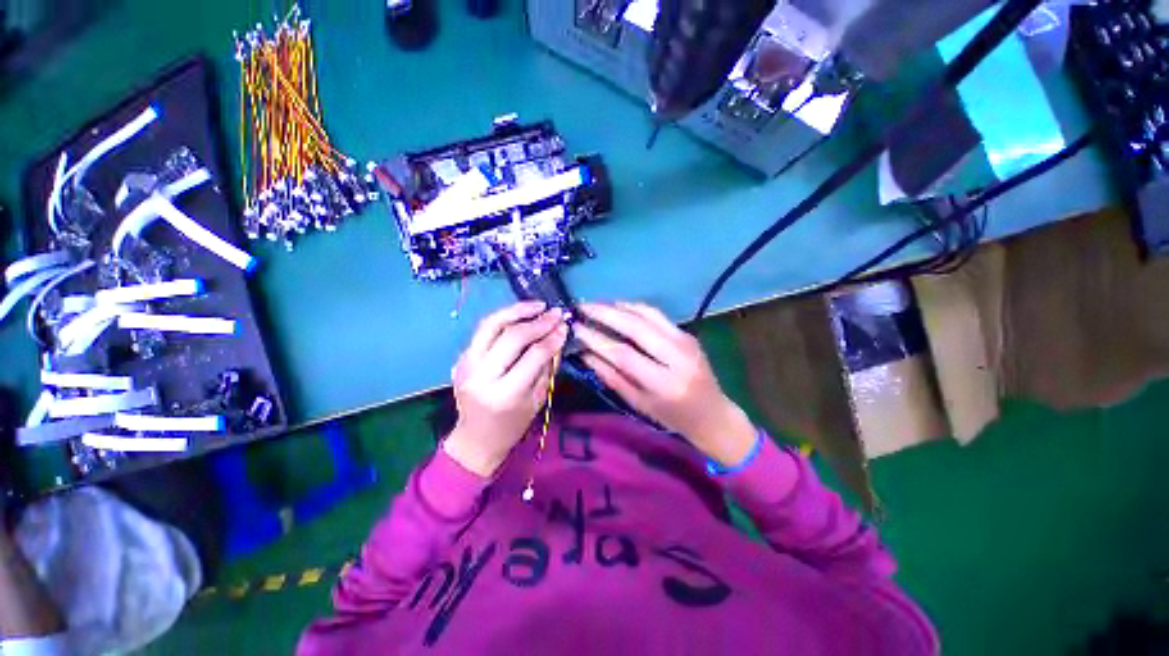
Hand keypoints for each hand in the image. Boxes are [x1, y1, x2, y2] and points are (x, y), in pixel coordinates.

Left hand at [443, 302, 568, 476]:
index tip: (564, 326)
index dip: (551, 338)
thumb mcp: (538, 400)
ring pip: (491, 325)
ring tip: (537, 305)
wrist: (475, 438)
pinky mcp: (461, 358)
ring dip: (516, 310)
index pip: (532, 356)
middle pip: (511, 336)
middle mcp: (481, 376)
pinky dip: (504, 319)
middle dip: (538, 322)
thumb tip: (557, 335)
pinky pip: (484, 331)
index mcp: (504, 394)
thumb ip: (547, 367)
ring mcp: (466, 364)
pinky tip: (521, 316)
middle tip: (556, 313)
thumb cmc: (512, 425)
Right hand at [575, 302, 755, 465]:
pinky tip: (617, 307)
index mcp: (664, 384)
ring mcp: (686, 341)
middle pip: (636, 326)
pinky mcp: (687, 333)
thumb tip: (584, 353)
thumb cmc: (671, 416)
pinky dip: (634, 308)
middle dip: (605, 313)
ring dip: (618, 305)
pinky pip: (656, 314)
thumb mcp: (637, 403)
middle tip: (581, 306)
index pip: (624, 355)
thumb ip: (610, 376)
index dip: (597, 339)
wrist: (713, 414)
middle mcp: (678, 357)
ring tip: (596, 304)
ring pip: (647, 314)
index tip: (576, 328)